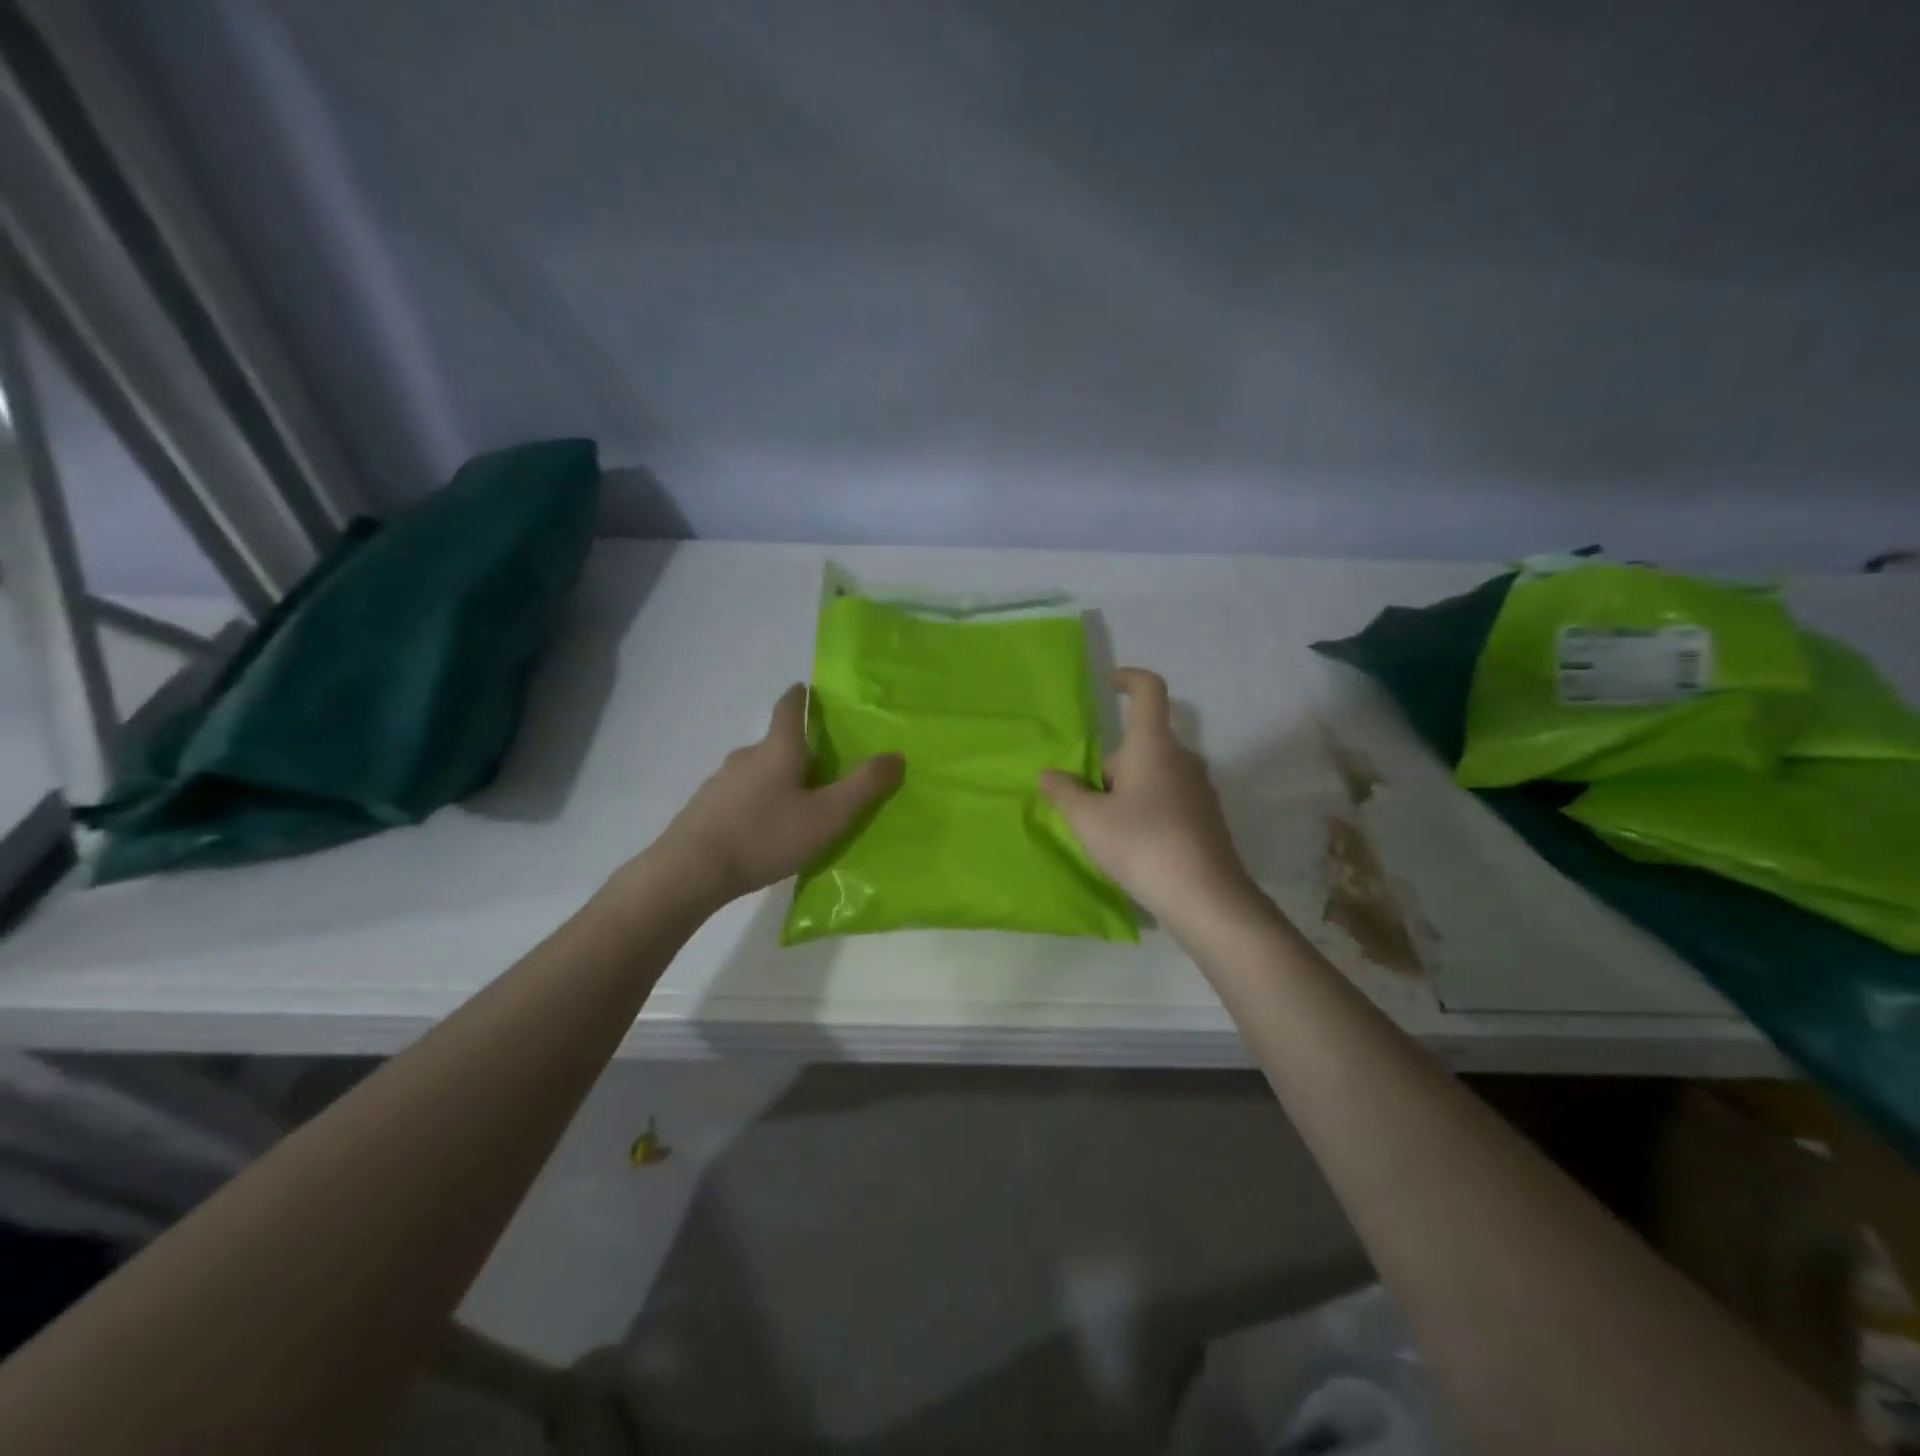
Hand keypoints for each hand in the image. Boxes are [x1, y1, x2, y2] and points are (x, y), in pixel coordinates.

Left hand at [643, 685, 902, 906]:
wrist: (689, 872)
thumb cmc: (765, 836)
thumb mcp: (827, 816)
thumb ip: (864, 787)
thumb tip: (896, 755)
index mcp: (778, 749)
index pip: (789, 707)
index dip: (800, 696)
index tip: (808, 689)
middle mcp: (746, 756)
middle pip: (776, 743)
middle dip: (799, 751)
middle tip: (824, 769)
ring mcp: (720, 782)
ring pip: (758, 771)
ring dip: (778, 780)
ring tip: (797, 807)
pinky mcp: (705, 808)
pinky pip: (740, 795)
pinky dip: (757, 802)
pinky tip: (764, 831)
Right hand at [1039, 668, 1256, 926]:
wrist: (1206, 898)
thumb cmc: (1143, 845)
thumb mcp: (1089, 820)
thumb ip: (1064, 792)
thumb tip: (1048, 774)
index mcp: (1154, 746)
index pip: (1149, 690)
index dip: (1129, 678)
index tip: (1108, 683)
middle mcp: (1182, 759)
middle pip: (1140, 745)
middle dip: (1108, 767)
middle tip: (1085, 805)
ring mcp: (1199, 789)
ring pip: (1152, 774)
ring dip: (1125, 791)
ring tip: (1105, 831)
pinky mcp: (1207, 817)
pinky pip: (1167, 798)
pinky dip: (1146, 810)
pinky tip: (1134, 847)